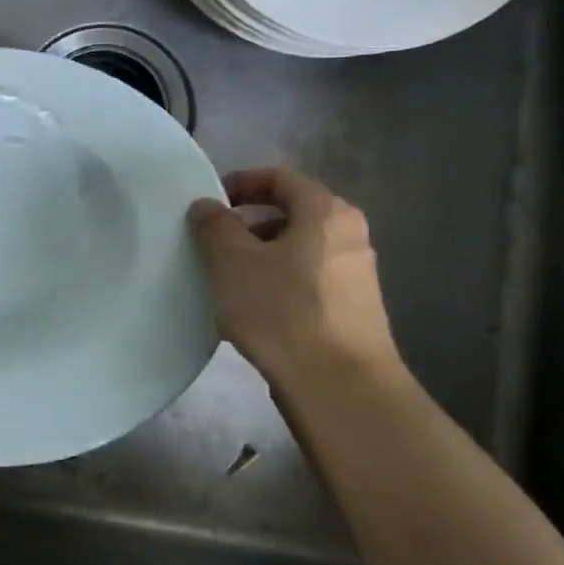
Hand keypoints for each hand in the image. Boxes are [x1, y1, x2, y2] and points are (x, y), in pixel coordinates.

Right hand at [187, 168, 400, 383]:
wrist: (339, 386)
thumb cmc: (282, 311)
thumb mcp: (232, 262)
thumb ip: (214, 226)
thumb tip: (207, 206)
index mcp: (326, 213)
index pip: (281, 178)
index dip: (242, 182)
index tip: (211, 202)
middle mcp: (349, 236)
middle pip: (292, 213)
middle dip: (249, 223)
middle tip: (214, 242)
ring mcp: (356, 275)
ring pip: (299, 249)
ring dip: (262, 256)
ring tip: (229, 280)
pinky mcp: (354, 310)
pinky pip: (308, 280)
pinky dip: (279, 282)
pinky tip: (255, 310)